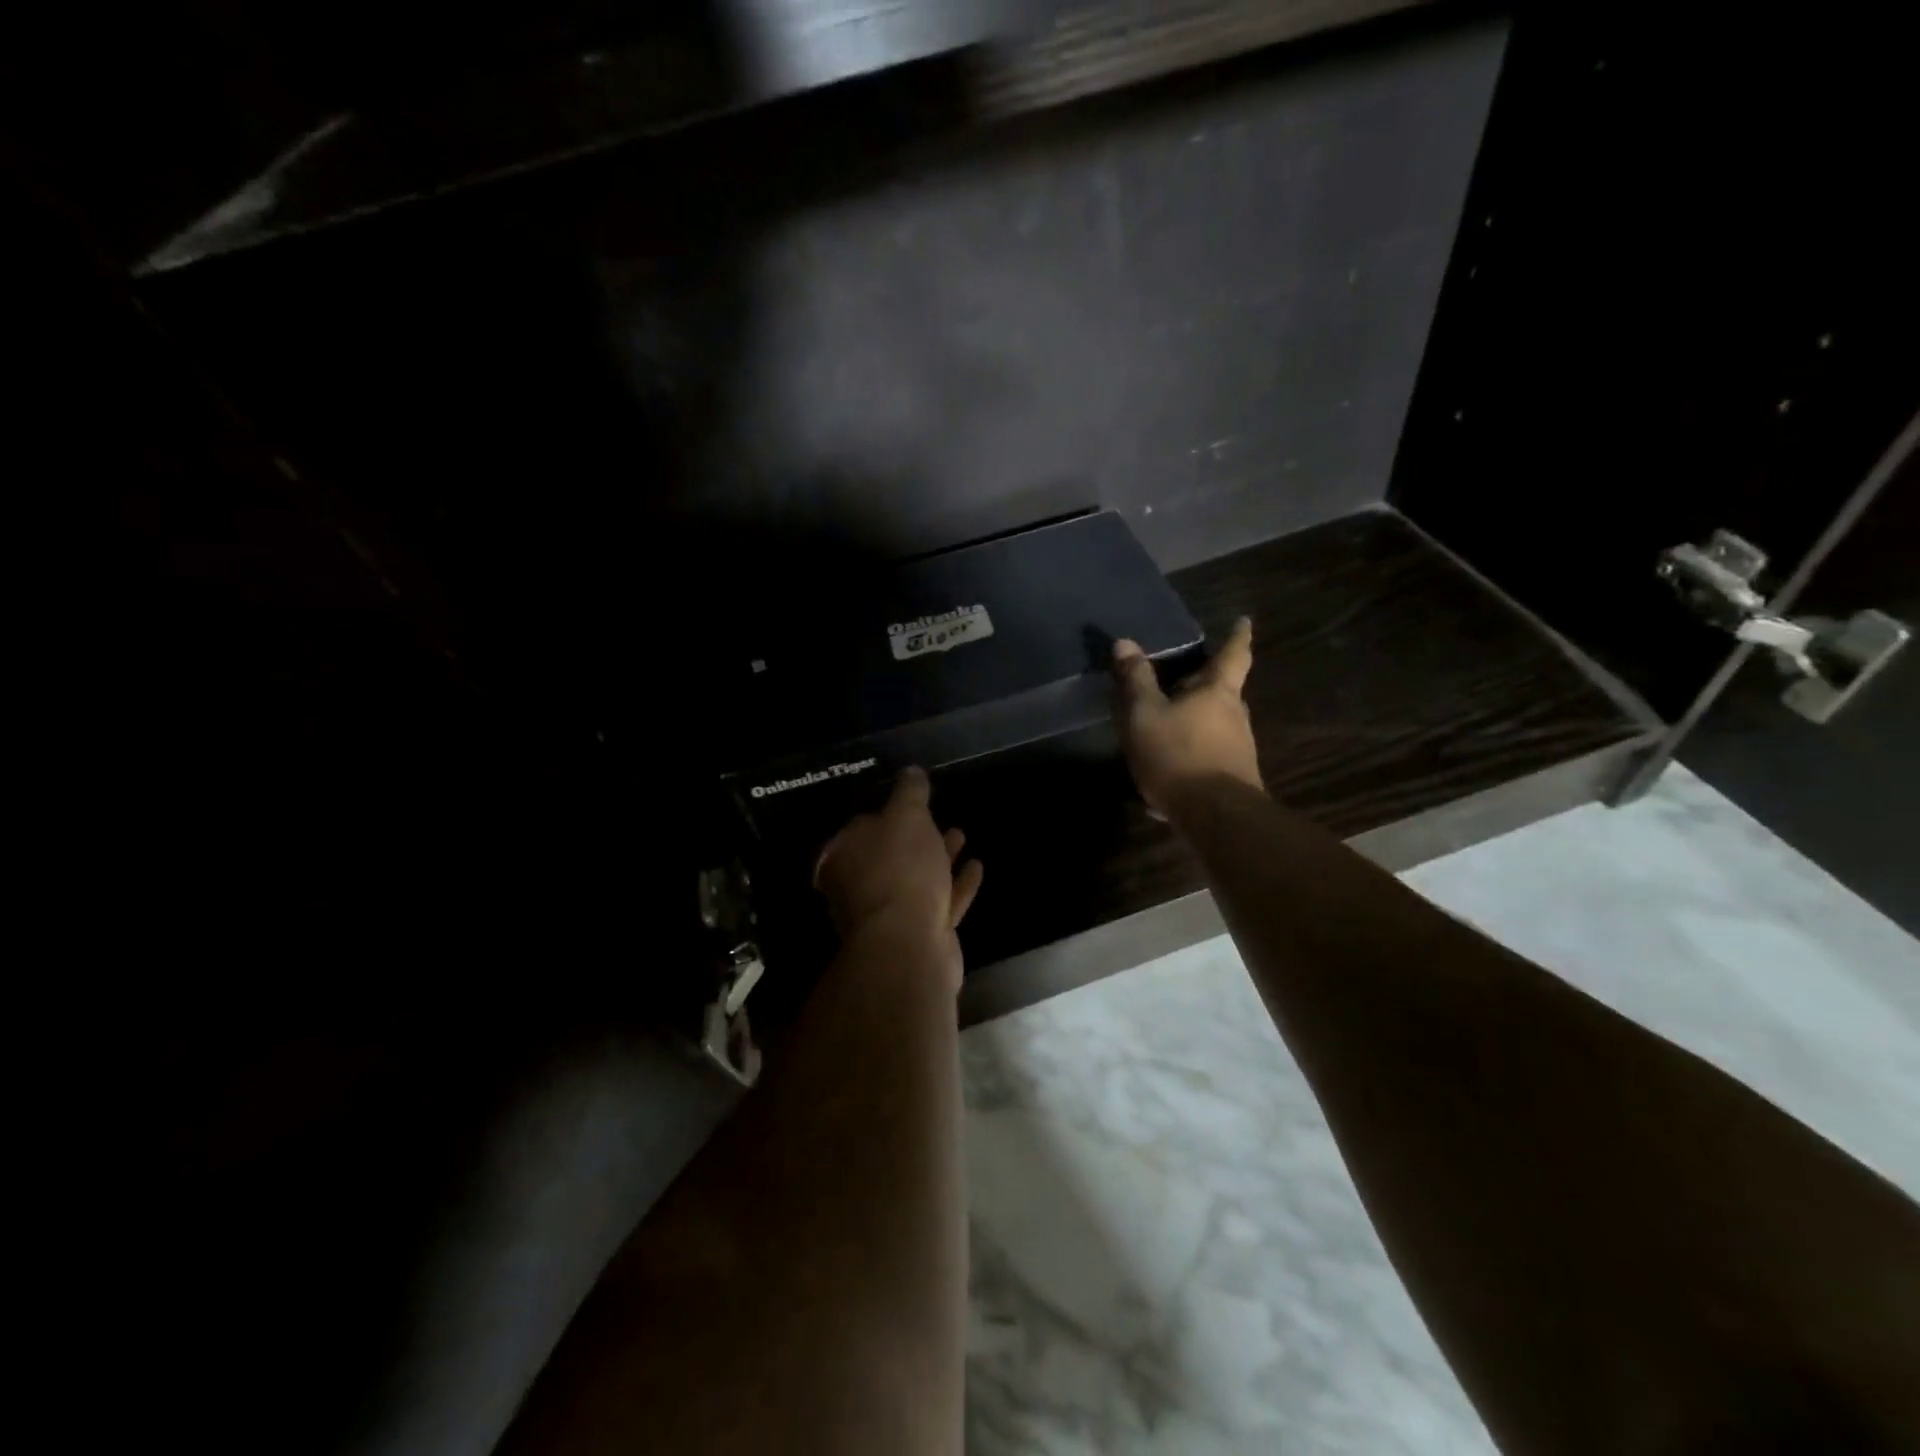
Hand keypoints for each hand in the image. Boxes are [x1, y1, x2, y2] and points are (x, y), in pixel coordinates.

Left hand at [814, 768, 983, 982]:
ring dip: (939, 858)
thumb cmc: (900, 870)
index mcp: (844, 856)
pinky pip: (940, 902)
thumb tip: (911, 771)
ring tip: (961, 836)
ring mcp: (889, 915)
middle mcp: (859, 886)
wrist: (909, 945)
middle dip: (917, 837)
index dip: (886, 814)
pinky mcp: (918, 935)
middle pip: (890, 856)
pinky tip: (977, 867)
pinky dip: (956, 884)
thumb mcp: (906, 816)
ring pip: (917, 879)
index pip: (862, 827)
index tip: (912, 803)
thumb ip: (910, 792)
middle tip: (941, 819)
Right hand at [1112, 616, 1261, 814]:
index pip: (1233, 654)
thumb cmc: (1178, 754)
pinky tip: (1167, 769)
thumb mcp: (1145, 714)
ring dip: (1196, 721)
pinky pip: (1209, 755)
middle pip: (1225, 691)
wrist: (1214, 816)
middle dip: (1207, 683)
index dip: (1237, 636)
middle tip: (1185, 677)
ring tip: (1168, 725)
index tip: (1244, 621)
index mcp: (1218, 692)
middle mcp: (1236, 716)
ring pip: (1216, 724)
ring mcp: (1239, 748)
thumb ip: (1135, 680)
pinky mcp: (1233, 777)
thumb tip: (1125, 642)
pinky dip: (1191, 753)